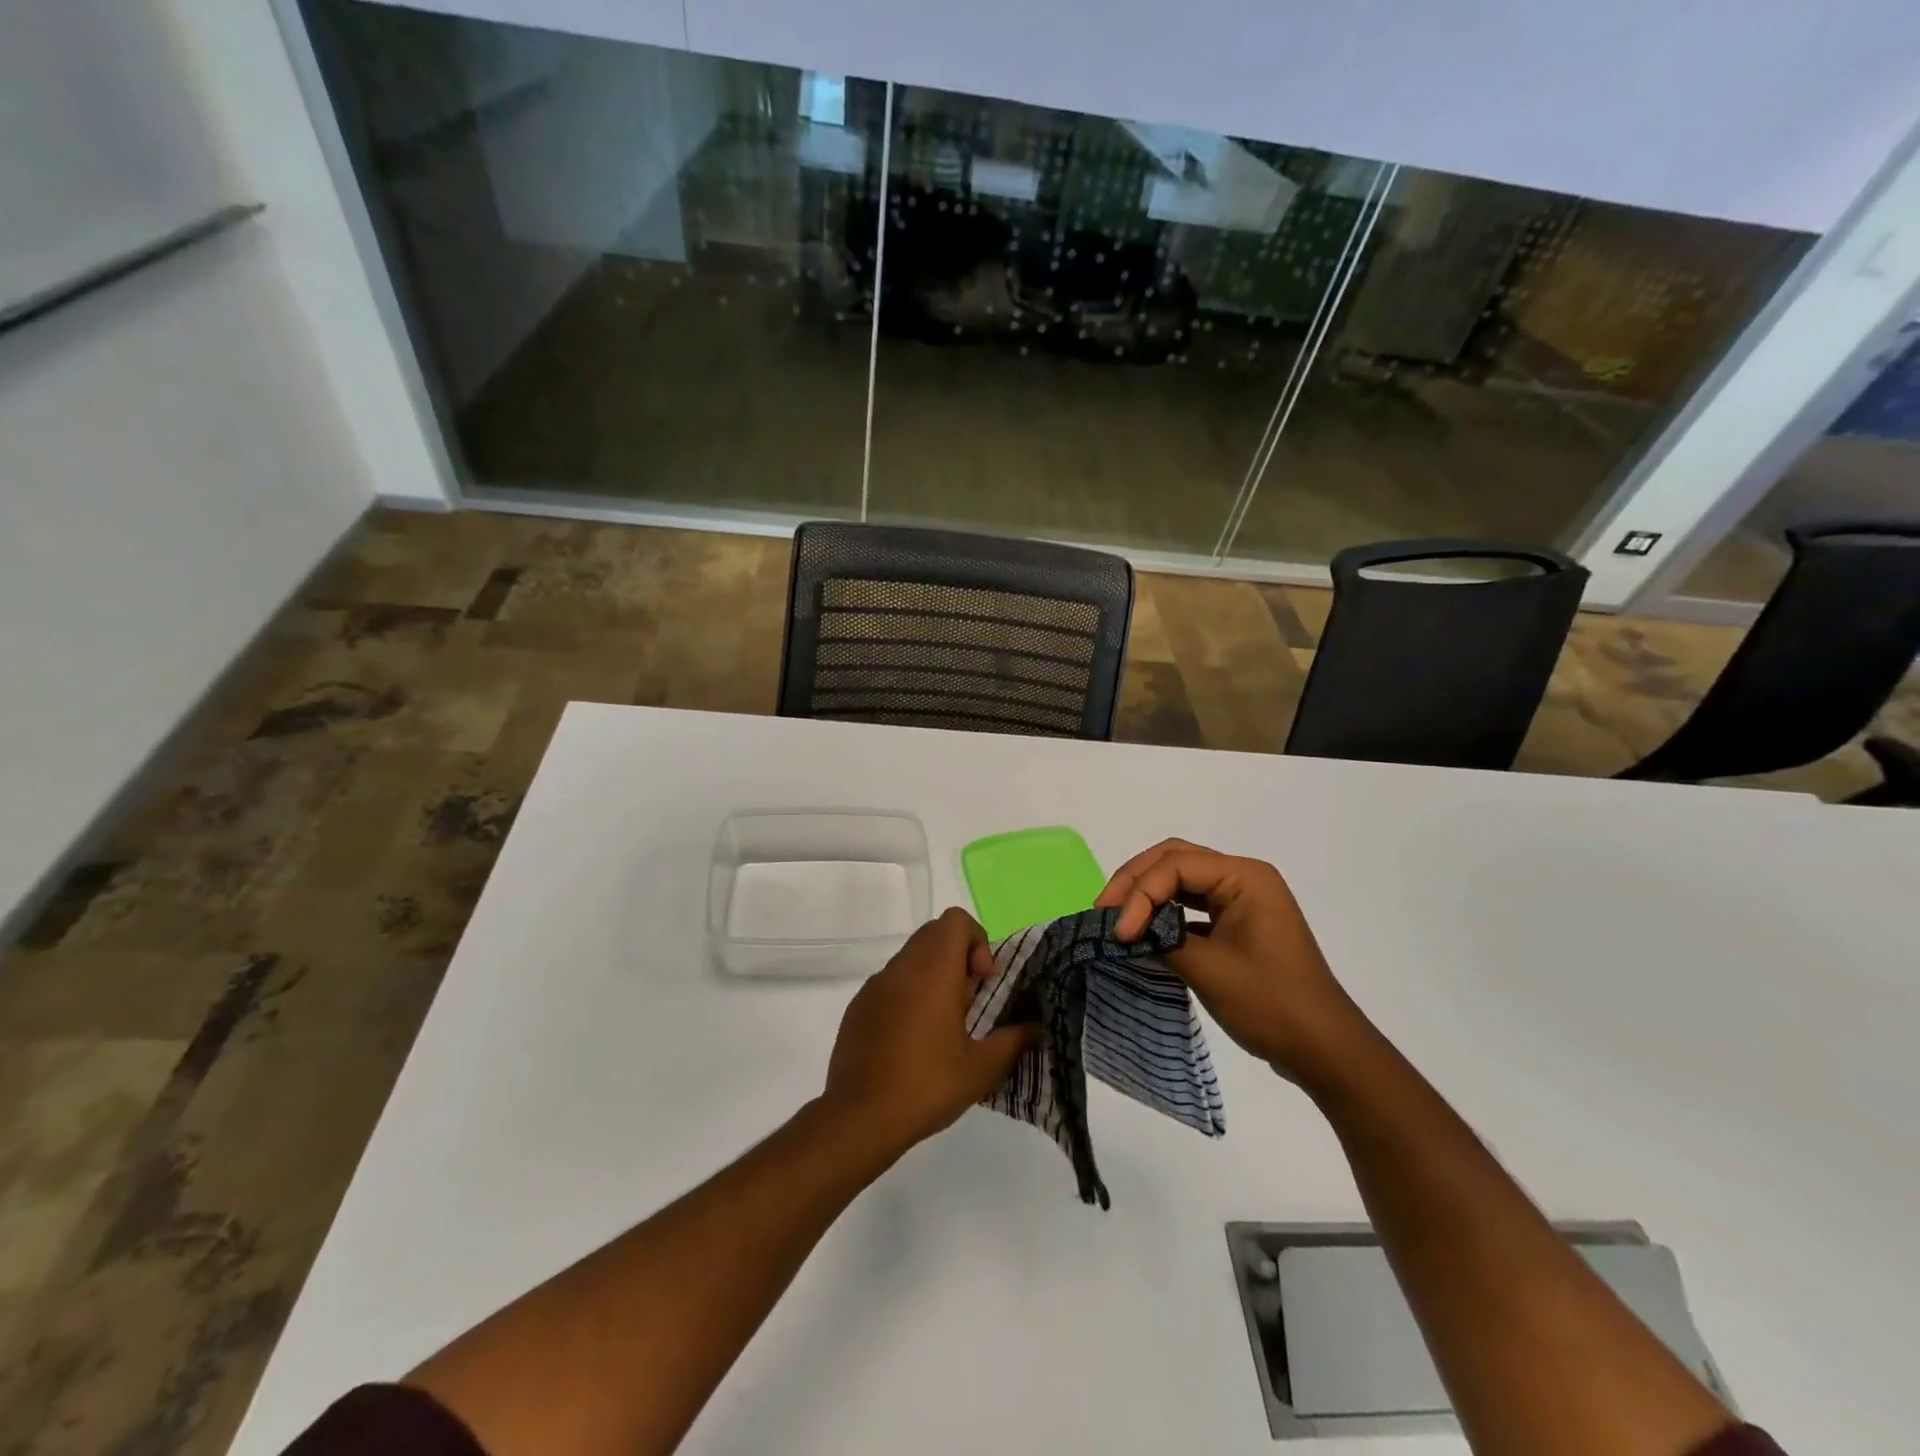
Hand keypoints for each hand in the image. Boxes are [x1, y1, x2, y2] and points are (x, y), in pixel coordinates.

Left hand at [821, 907, 1037, 1155]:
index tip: (982, 981)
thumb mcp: (981, 1069)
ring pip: (912, 957)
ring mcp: (875, 985)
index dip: (977, 941)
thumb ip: (1013, 1040)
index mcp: (933, 971)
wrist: (859, 1118)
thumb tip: (1037, 1028)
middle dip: (959, 957)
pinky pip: (891, 982)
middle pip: (935, 934)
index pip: (956, 921)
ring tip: (944, 1026)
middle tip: (969, 1002)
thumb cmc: (926, 1086)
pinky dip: (909, 994)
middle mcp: (902, 968)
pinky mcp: (859, 1006)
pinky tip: (912, 1040)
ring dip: (934, 976)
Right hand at [1096, 839, 1363, 1088]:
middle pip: (1174, 860)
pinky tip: (1143, 931)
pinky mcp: (1237, 922)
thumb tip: (1124, 932)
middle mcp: (1243, 877)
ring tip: (1115, 918)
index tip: (1118, 933)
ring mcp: (1242, 899)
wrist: (1324, 1049)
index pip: (1175, 865)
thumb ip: (1162, 939)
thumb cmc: (1271, 1004)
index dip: (1139, 894)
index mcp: (1245, 876)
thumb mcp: (1209, 969)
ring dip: (1146, 895)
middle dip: (1135, 882)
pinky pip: (1191, 903)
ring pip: (1180, 879)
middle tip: (1103, 910)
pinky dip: (1163, 912)